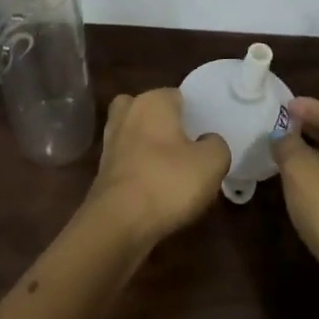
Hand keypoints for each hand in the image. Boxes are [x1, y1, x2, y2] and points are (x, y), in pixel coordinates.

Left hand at [80, 89, 230, 245]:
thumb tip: (207, 141)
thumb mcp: (212, 162)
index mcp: (152, 101)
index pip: (178, 96)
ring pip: (137, 136)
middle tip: (188, 148)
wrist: (119, 222)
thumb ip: (217, 144)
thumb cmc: (168, 182)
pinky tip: (157, 188)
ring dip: (151, 148)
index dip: (194, 114)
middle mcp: (126, 113)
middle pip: (152, 112)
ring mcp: (110, 141)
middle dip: (166, 126)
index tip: (206, 134)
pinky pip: (129, 160)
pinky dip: (140, 169)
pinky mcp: (102, 169)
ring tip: (174, 170)